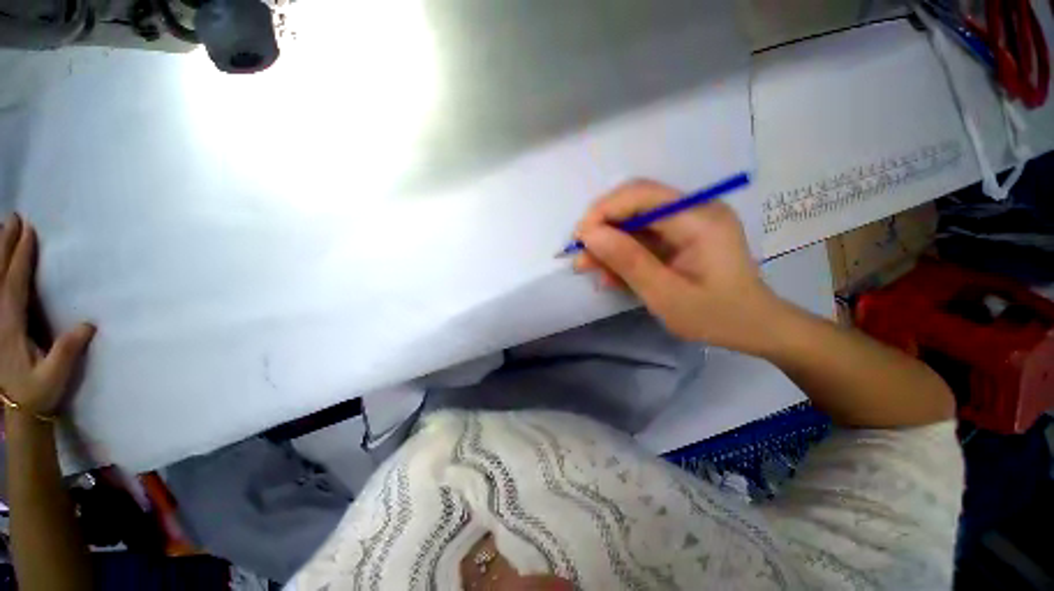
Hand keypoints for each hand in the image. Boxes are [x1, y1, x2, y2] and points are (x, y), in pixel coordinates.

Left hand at [0, 215, 94, 418]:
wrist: (16, 411)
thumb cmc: (37, 393)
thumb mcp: (54, 376)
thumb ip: (68, 350)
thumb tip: (88, 324)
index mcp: (9, 328)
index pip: (13, 285)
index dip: (20, 259)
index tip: (29, 233)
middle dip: (4, 246)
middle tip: (14, 219)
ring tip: (4, 230)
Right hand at [574, 179, 785, 353]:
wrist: (753, 328)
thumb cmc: (716, 316)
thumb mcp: (666, 295)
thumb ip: (628, 262)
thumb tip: (589, 235)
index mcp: (699, 219)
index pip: (642, 195)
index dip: (604, 210)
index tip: (579, 238)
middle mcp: (694, 210)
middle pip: (635, 204)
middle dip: (603, 228)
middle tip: (582, 256)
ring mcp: (688, 223)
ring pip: (635, 223)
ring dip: (610, 244)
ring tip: (590, 268)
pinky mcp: (681, 236)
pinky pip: (643, 238)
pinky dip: (624, 255)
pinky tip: (611, 275)